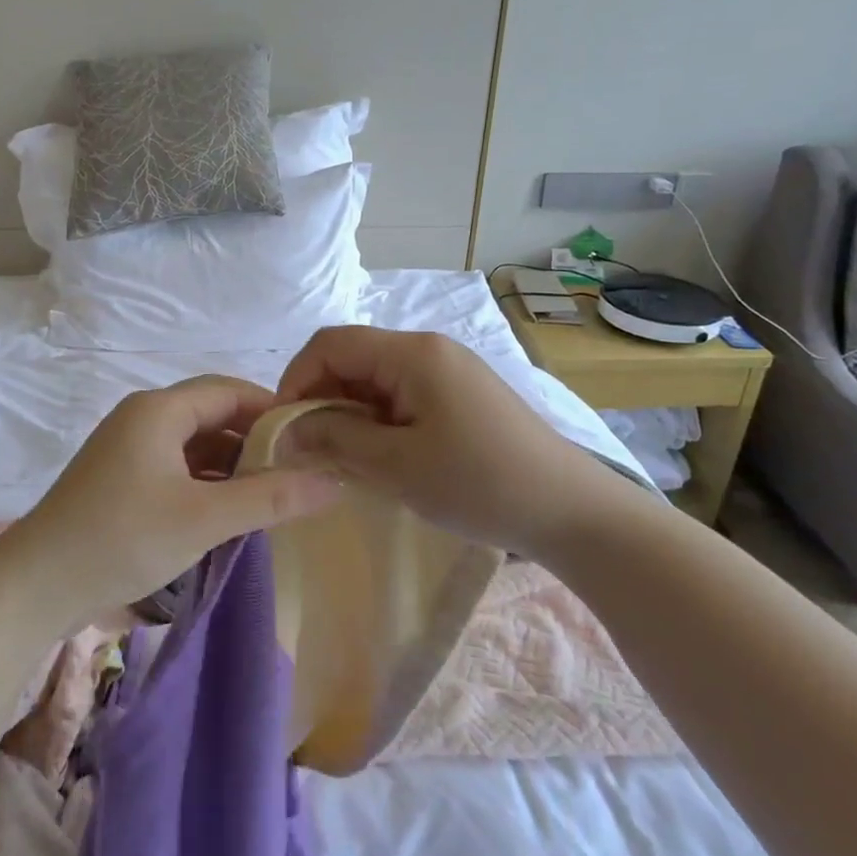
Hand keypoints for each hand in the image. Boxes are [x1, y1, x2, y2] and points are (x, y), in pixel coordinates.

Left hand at [0, 375, 342, 625]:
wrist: (35, 585)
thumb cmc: (122, 538)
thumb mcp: (204, 518)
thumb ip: (270, 496)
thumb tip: (334, 480)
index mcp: (159, 410)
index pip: (230, 390)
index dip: (273, 410)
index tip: (312, 439)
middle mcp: (143, 417)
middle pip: (213, 414)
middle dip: (255, 440)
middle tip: (299, 471)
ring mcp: (128, 448)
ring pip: (195, 444)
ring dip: (232, 464)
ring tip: (273, 495)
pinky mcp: (121, 478)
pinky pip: (176, 466)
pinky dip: (206, 482)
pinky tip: (230, 511)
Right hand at [275, 326, 641, 555]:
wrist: (572, 511)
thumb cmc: (479, 483)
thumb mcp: (397, 465)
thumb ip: (335, 437)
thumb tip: (286, 429)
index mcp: (412, 353)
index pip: (331, 344)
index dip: (296, 379)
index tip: (284, 428)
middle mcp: (429, 348)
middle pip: (352, 358)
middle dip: (322, 398)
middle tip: (312, 450)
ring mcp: (448, 369)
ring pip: (375, 378)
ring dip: (350, 412)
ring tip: (345, 458)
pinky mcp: (460, 393)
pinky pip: (401, 394)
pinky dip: (378, 419)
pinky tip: (382, 455)